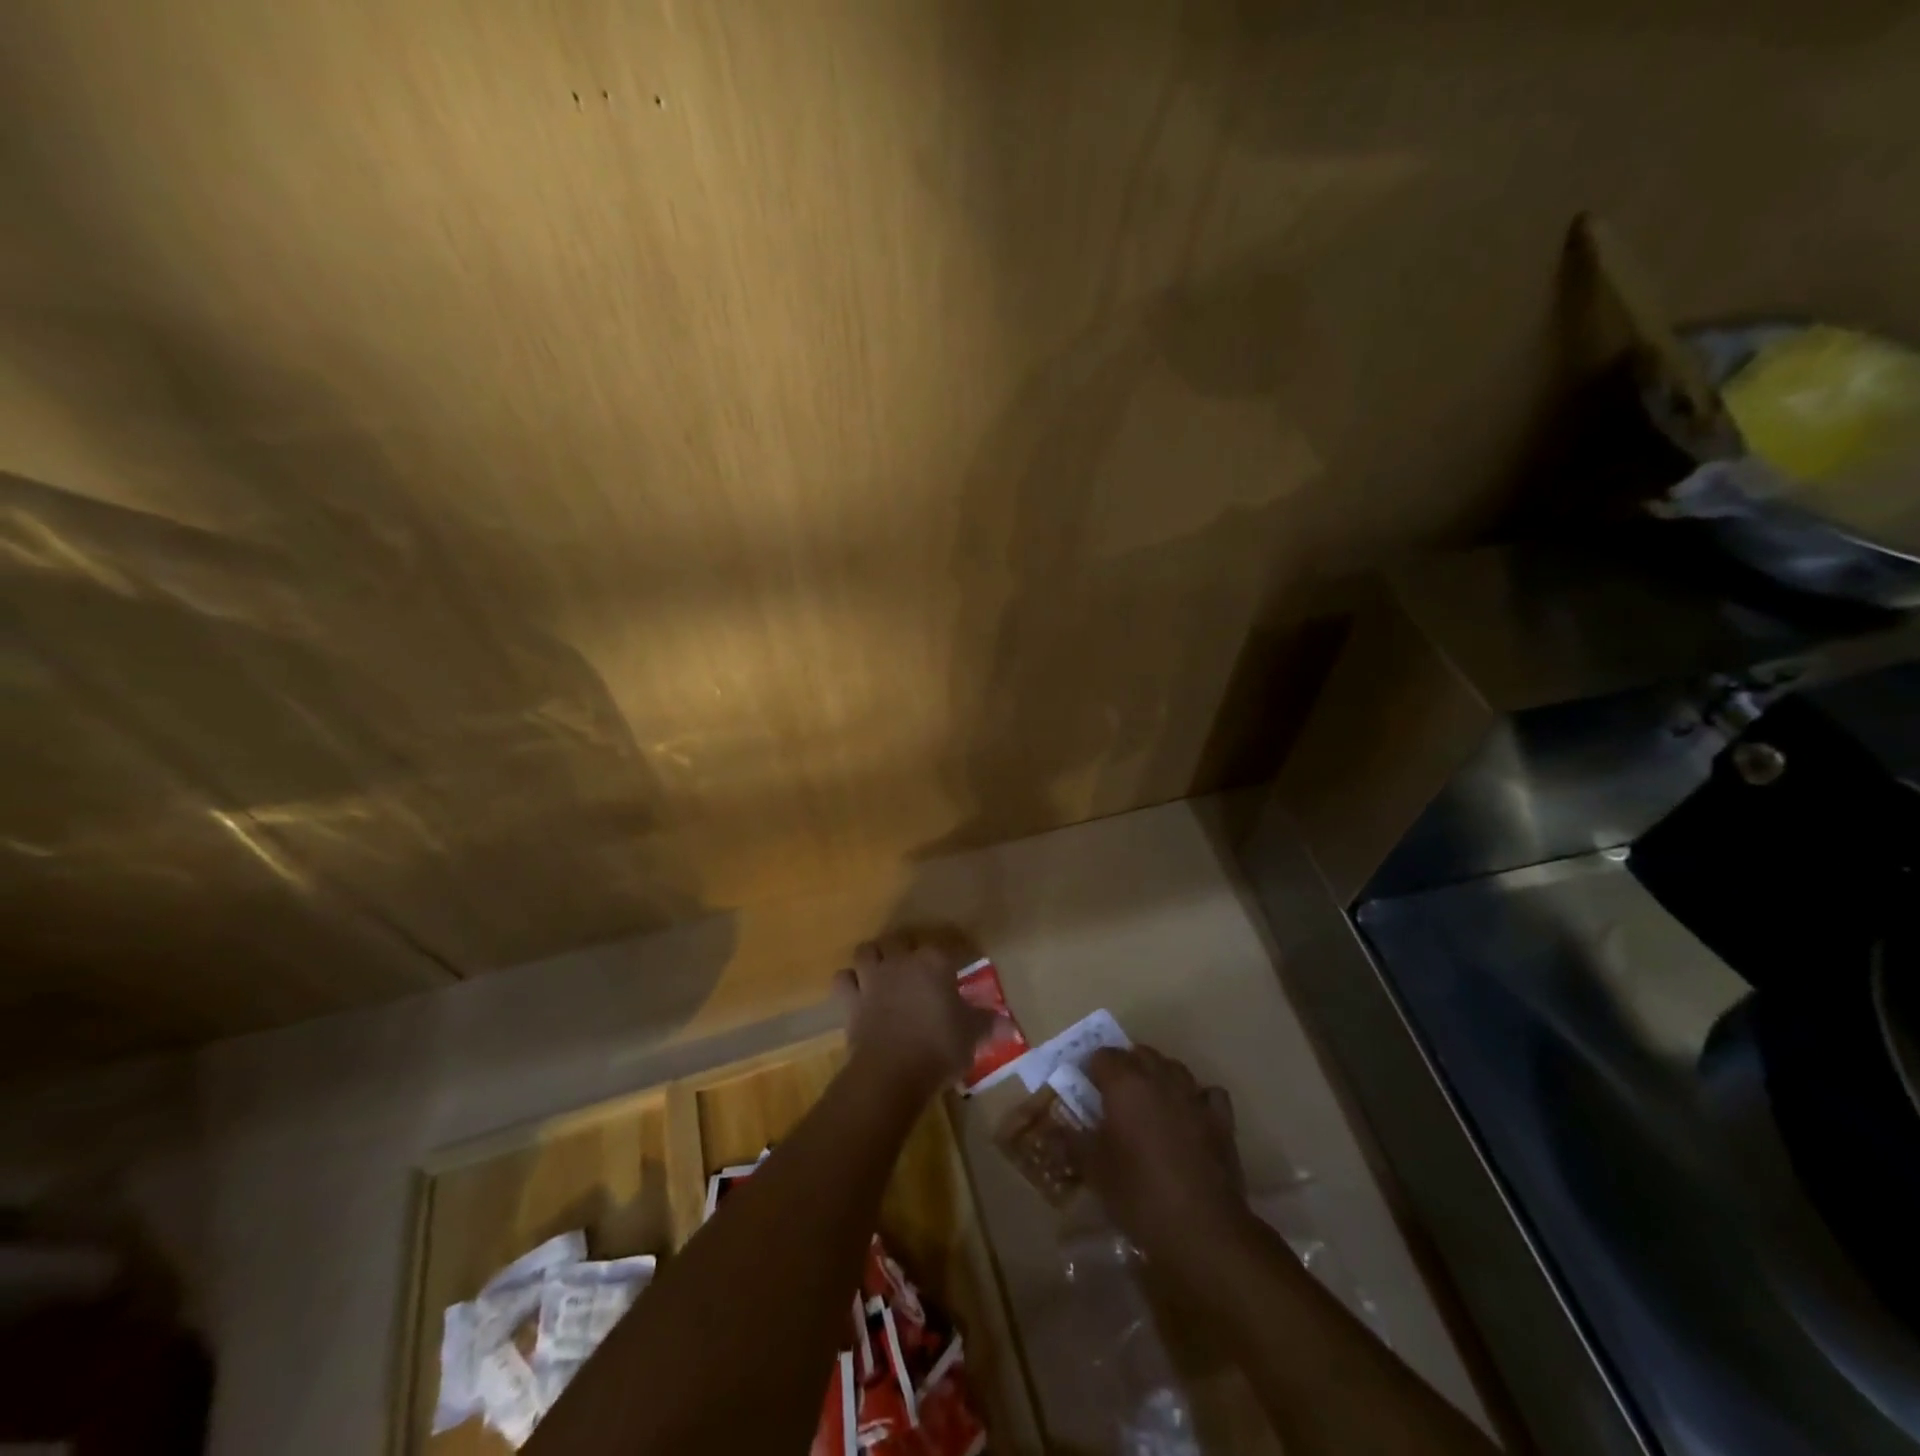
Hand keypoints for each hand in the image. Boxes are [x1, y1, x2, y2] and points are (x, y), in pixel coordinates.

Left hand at [836, 932, 996, 1099]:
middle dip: (907, 950)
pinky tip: (858, 991)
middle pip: (901, 940)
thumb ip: (989, 1024)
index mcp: (935, 962)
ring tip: (883, 971)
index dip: (954, 955)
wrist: (892, 1072)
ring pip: (867, 951)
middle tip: (918, 969)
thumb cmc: (939, 1047)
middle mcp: (902, 961)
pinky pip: (843, 979)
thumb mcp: (973, 1036)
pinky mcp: (851, 999)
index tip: (960, 966)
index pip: (947, 946)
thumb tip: (1009, 1024)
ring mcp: (873, 978)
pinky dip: (849, 982)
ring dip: (874, 958)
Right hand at [1080, 1046, 1247, 1275]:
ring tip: (1149, 1102)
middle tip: (1113, 1096)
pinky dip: (1197, 1098)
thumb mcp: (1095, 1171)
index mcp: (1124, 1084)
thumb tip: (1053, 1131)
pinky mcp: (1221, 1120)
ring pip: (1173, 1067)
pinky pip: (1208, 1094)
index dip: (1091, 1069)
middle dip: (1125, 1066)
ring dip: (1159, 1076)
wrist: (1202, 1229)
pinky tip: (1190, 1115)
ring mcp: (1194, 1096)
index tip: (1084, 1090)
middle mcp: (1159, 1078)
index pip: (1102, 1056)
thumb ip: (1072, 1143)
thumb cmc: (1139, 1194)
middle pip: (1139, 1053)